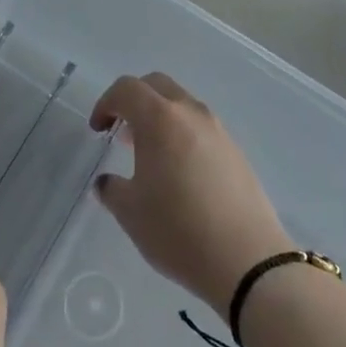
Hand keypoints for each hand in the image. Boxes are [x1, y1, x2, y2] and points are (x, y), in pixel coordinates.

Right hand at [91, 73, 291, 316]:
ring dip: (159, 117)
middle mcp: (190, 113)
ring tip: (148, 153)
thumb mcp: (131, 213)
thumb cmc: (178, 230)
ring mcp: (218, 130)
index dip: (106, 103)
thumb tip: (107, 182)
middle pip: (156, 85)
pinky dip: (182, 133)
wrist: (247, 261)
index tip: (98, 130)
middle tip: (120, 130)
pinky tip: (178, 171)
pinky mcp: (236, 151)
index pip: (126, 89)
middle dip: (133, 100)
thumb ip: (112, 189)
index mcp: (160, 118)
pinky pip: (200, 127)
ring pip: (182, 104)